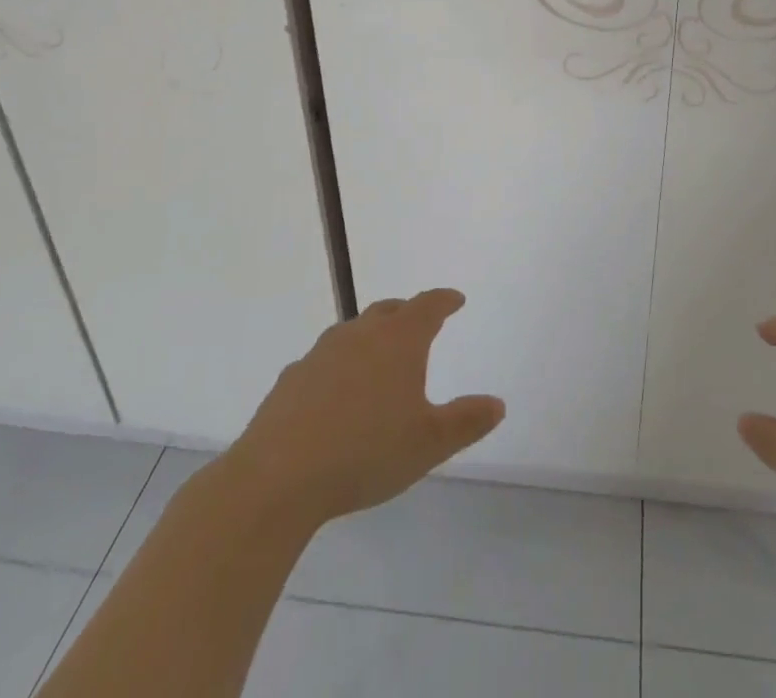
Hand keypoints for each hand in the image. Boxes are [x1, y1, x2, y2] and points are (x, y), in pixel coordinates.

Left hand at [215, 289, 505, 530]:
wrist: (277, 477)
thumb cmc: (366, 453)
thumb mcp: (428, 444)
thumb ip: (466, 421)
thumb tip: (498, 404)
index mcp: (399, 341)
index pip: (428, 306)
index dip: (444, 300)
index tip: (456, 299)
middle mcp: (361, 335)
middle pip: (389, 310)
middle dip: (408, 313)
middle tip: (420, 323)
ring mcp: (321, 353)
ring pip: (354, 332)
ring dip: (371, 336)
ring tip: (379, 358)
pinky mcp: (292, 378)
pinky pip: (324, 361)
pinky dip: (339, 366)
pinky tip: (336, 394)